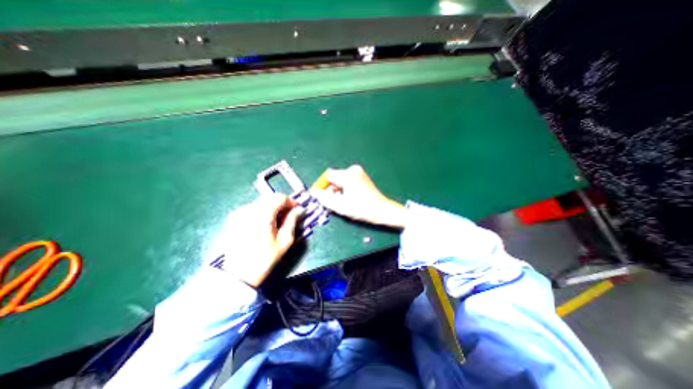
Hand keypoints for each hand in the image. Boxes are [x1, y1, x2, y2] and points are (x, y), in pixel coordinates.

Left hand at [222, 193, 303, 285]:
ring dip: (272, 207)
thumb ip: (292, 221)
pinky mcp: (234, 218)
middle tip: (289, 216)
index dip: (291, 202)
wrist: (237, 274)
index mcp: (262, 214)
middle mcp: (249, 209)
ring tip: (278, 221)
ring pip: (261, 202)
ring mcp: (239, 213)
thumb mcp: (284, 241)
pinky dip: (262, 211)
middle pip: (270, 197)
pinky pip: (253, 208)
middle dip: (282, 204)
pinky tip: (265, 224)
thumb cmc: (264, 258)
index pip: (279, 197)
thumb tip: (300, 210)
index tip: (297, 210)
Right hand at [308, 165, 407, 228]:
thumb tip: (315, 194)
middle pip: (334, 178)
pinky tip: (345, 198)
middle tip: (327, 201)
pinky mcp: (362, 177)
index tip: (316, 195)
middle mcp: (353, 170)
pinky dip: (343, 189)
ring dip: (336, 190)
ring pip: (340, 180)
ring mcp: (359, 172)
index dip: (320, 185)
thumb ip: (325, 199)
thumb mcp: (340, 206)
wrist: (382, 210)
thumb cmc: (362, 208)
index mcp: (349, 175)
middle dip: (329, 189)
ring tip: (337, 202)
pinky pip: (347, 181)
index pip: (328, 176)